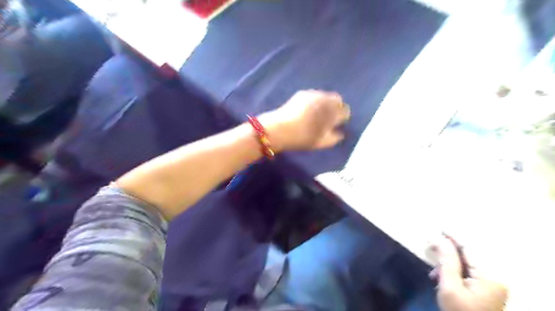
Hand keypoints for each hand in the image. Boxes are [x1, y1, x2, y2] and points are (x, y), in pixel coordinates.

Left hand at [258, 89, 347, 151]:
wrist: (278, 129)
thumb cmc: (302, 137)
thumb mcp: (320, 143)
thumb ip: (334, 138)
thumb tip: (340, 134)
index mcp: (331, 111)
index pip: (345, 110)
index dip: (343, 117)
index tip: (338, 123)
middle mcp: (324, 98)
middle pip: (337, 100)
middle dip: (336, 107)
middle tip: (330, 118)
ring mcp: (312, 94)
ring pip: (325, 96)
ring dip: (326, 103)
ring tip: (319, 114)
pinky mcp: (301, 94)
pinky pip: (314, 96)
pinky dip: (316, 101)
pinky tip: (308, 111)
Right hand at [431, 235, 507, 310]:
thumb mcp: (449, 286)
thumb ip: (446, 261)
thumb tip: (440, 239)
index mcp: (489, 276)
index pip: (469, 249)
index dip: (452, 237)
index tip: (438, 228)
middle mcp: (495, 277)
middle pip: (468, 255)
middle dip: (448, 251)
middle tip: (430, 247)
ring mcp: (492, 284)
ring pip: (466, 263)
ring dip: (449, 263)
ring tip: (434, 271)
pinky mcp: (486, 289)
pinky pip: (468, 272)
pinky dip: (454, 271)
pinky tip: (442, 277)